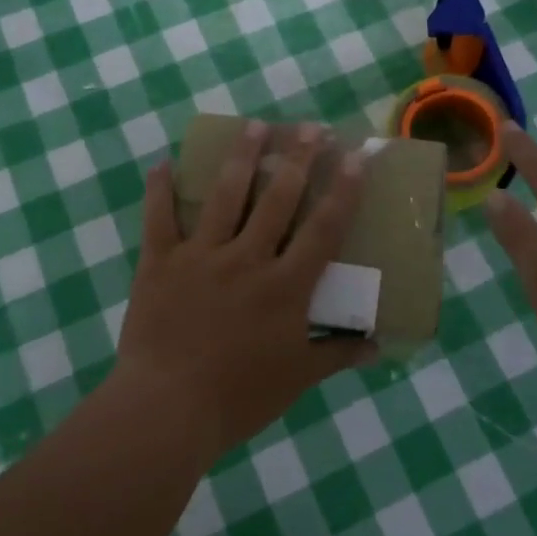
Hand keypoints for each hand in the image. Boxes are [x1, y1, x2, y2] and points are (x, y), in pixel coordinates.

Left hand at [117, 122, 373, 456]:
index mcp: (285, 286)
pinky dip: (159, 189)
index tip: (355, 156)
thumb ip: (337, 354)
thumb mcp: (297, 378)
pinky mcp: (160, 263)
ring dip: (242, 156)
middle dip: (297, 157)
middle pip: (278, 198)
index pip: (323, 228)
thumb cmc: (238, 397)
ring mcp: (201, 256)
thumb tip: (378, 347)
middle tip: (309, 126)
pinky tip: (162, 162)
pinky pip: (158, 218)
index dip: (343, 189)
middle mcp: (247, 259)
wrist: (166, 410)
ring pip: (225, 195)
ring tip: (255, 125)